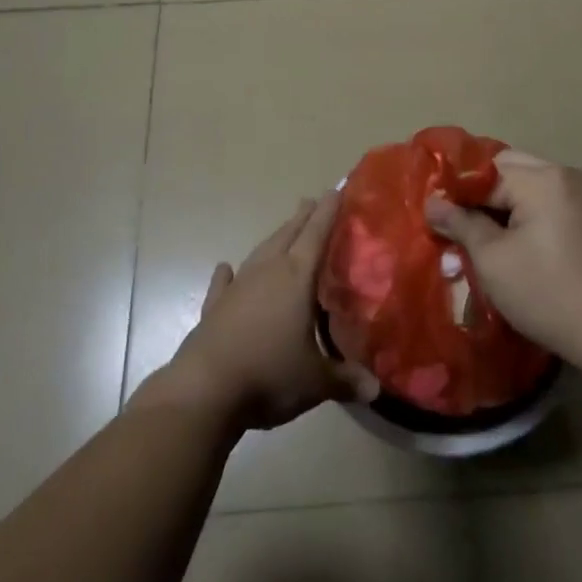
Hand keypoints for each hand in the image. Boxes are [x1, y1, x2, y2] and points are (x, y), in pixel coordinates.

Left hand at [138, 193, 377, 432]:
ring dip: (274, 238)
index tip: (336, 189)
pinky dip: (227, 275)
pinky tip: (225, 267)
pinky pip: (223, 284)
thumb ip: (346, 379)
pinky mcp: (213, 309)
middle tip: (312, 201)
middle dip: (302, 218)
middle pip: (288, 236)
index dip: (328, 212)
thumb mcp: (316, 382)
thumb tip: (376, 389)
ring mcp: (237, 288)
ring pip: (260, 253)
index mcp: (296, 278)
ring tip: (285, 229)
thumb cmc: (269, 375)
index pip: (316, 235)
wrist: (204, 391)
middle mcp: (267, 273)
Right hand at [426, 150, 581, 363]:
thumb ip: (460, 224)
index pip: (484, 172)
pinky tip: (517, 242)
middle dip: (482, 194)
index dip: (457, 193)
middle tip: (459, 225)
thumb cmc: (548, 293)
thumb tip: (432, 204)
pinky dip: (529, 211)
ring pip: (530, 183)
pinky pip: (550, 199)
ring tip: (484, 236)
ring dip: (505, 203)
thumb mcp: (492, 260)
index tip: (435, 216)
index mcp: (542, 179)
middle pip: (509, 169)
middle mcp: (566, 174)